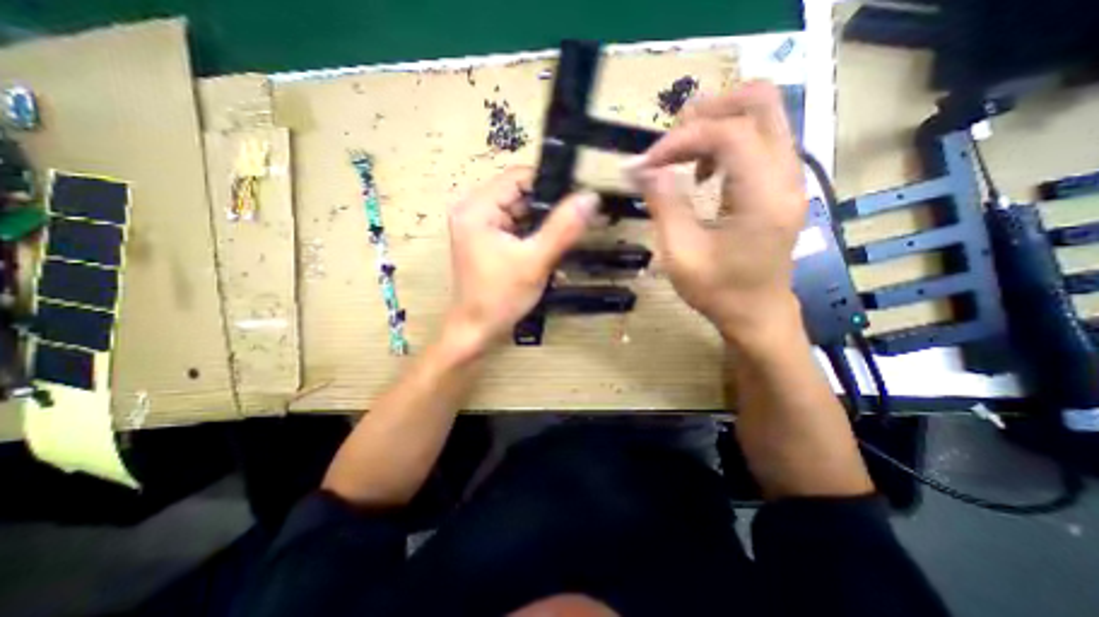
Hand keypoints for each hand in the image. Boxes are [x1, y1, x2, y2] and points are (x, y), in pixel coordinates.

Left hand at [441, 169, 597, 354]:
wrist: (476, 331)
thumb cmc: (499, 298)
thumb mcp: (534, 262)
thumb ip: (563, 229)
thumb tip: (590, 197)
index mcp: (477, 208)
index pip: (519, 177)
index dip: (551, 183)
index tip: (579, 197)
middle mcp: (475, 210)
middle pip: (521, 194)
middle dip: (550, 208)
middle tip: (580, 220)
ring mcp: (481, 226)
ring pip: (521, 212)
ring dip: (545, 223)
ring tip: (568, 236)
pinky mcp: (488, 241)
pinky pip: (517, 227)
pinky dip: (535, 235)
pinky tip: (550, 248)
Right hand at [627, 81, 805, 346]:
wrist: (757, 313)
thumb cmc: (719, 291)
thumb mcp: (681, 253)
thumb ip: (663, 204)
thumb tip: (640, 168)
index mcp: (764, 196)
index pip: (728, 133)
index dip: (680, 140)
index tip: (646, 164)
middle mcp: (786, 175)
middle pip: (759, 101)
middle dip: (706, 112)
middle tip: (669, 144)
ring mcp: (788, 176)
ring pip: (760, 114)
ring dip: (714, 124)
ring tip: (680, 158)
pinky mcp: (779, 183)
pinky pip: (757, 138)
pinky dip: (724, 142)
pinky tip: (702, 174)